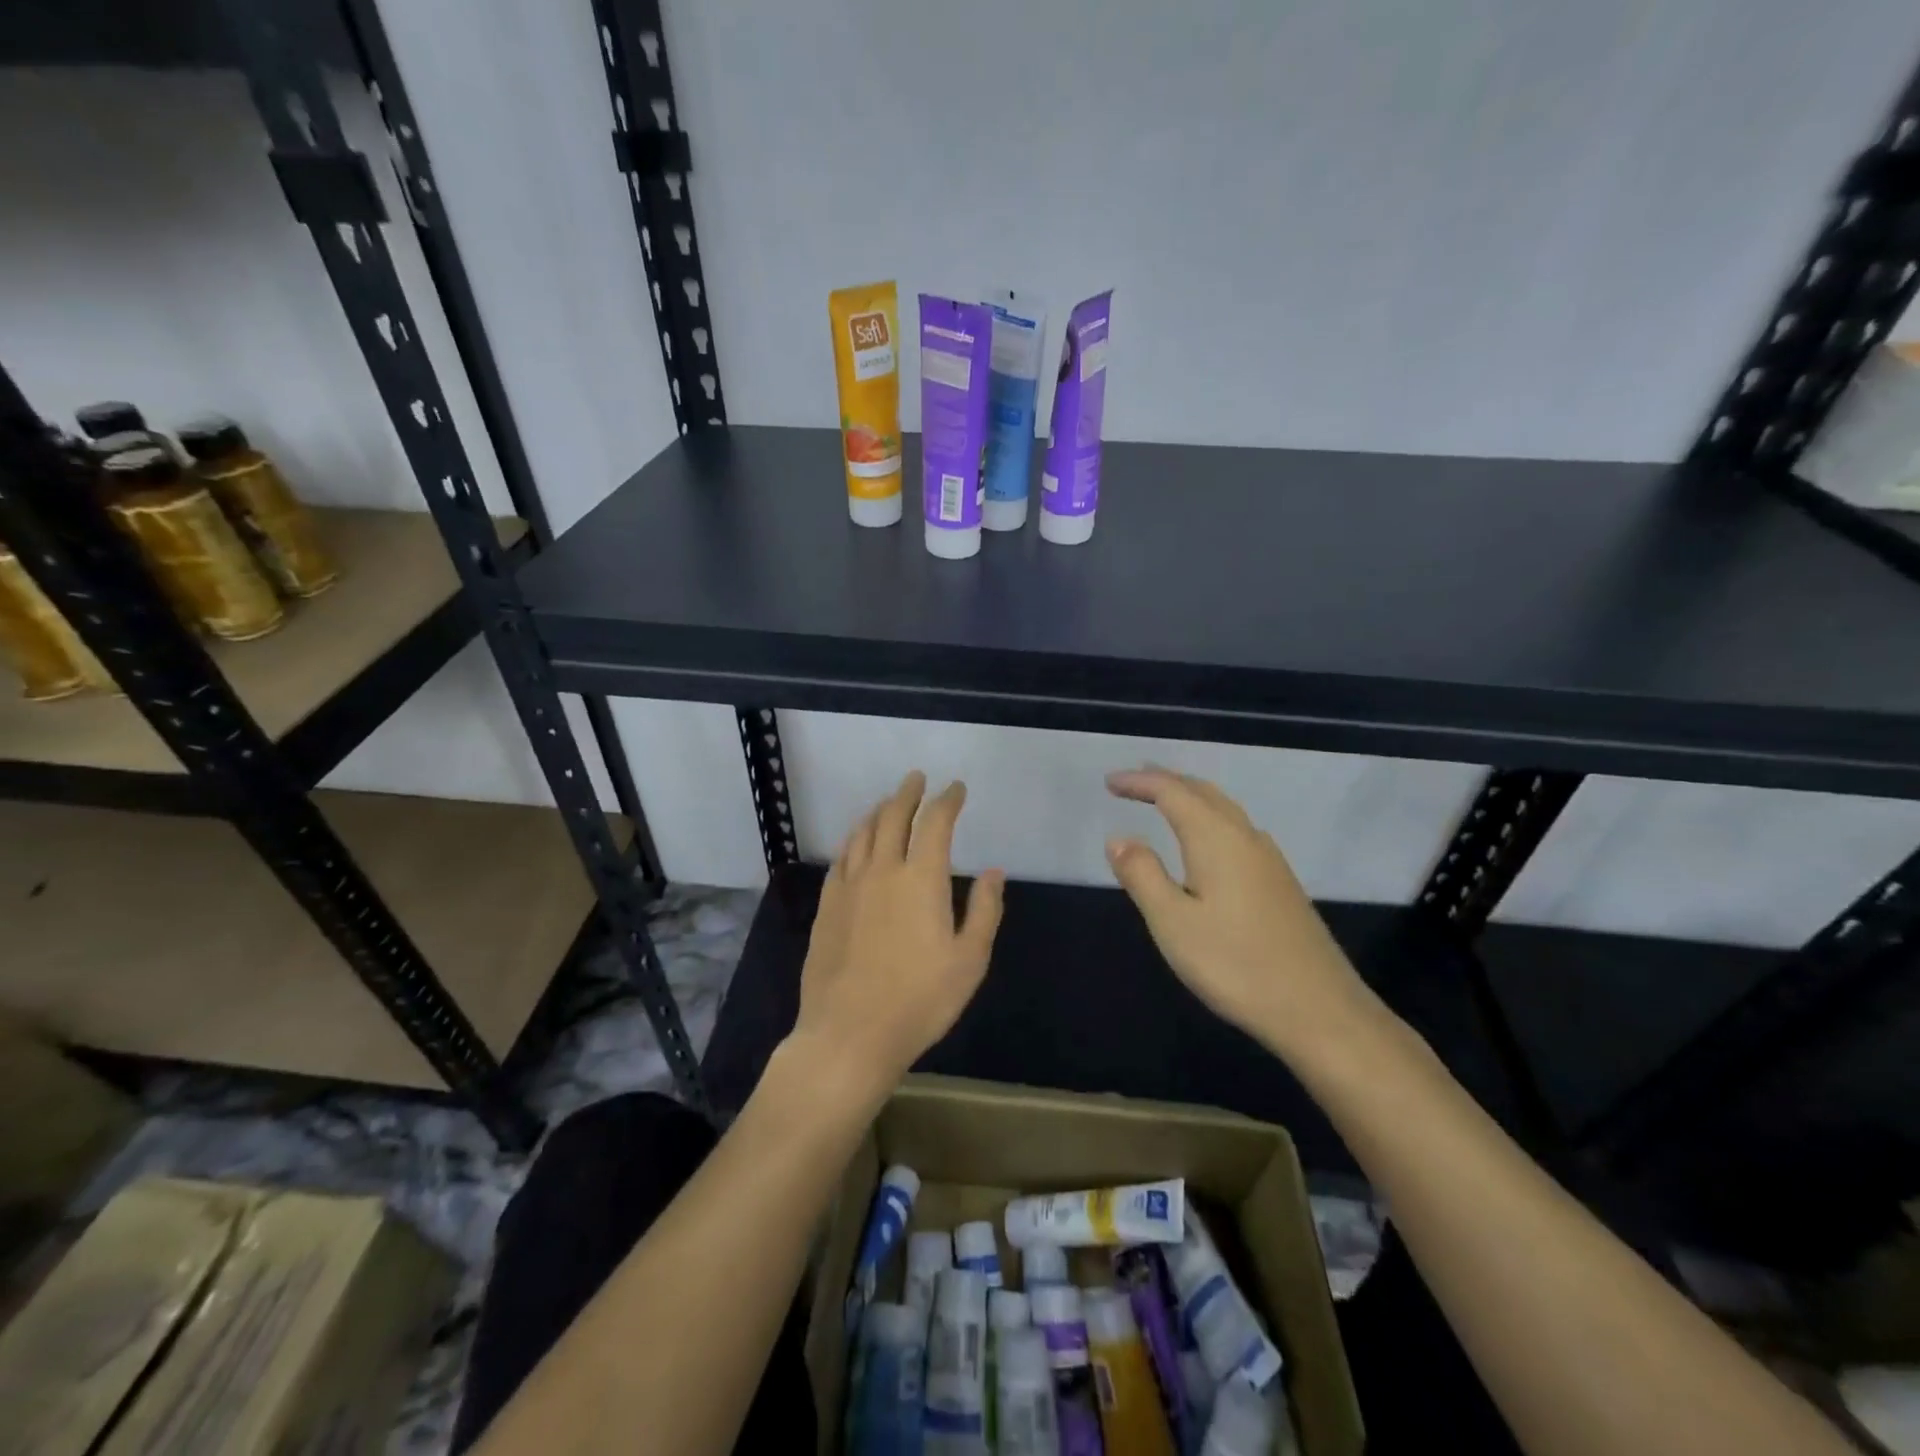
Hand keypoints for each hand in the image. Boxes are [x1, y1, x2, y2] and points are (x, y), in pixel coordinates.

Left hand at [788, 771, 1005, 1109]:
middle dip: (909, 793)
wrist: (849, 1034)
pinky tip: (857, 843)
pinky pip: (841, 858)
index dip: (947, 800)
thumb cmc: (920, 1000)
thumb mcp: (970, 960)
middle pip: (893, 816)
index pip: (935, 822)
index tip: (956, 789)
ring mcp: (849, 886)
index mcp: (921, 878)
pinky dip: (854, 839)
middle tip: (918, 779)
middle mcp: (882, 870)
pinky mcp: (827, 905)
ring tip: (889, 802)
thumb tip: (994, 871)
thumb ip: (985, 910)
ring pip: (863, 832)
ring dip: (879, 810)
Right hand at [1105, 767, 1381, 1062]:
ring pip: (1223, 809)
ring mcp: (1269, 860)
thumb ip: (1142, 874)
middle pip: (1202, 792)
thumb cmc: (1235, 964)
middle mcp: (1245, 837)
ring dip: (1190, 798)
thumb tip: (1119, 838)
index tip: (1109, 782)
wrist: (1320, 1010)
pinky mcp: (1281, 883)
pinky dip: (1209, 819)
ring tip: (1163, 802)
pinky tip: (1206, 843)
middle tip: (1132, 782)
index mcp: (1216, 838)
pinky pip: (1236, 830)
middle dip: (1165, 781)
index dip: (1139, 782)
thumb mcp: (1172, 922)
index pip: (1172, 792)